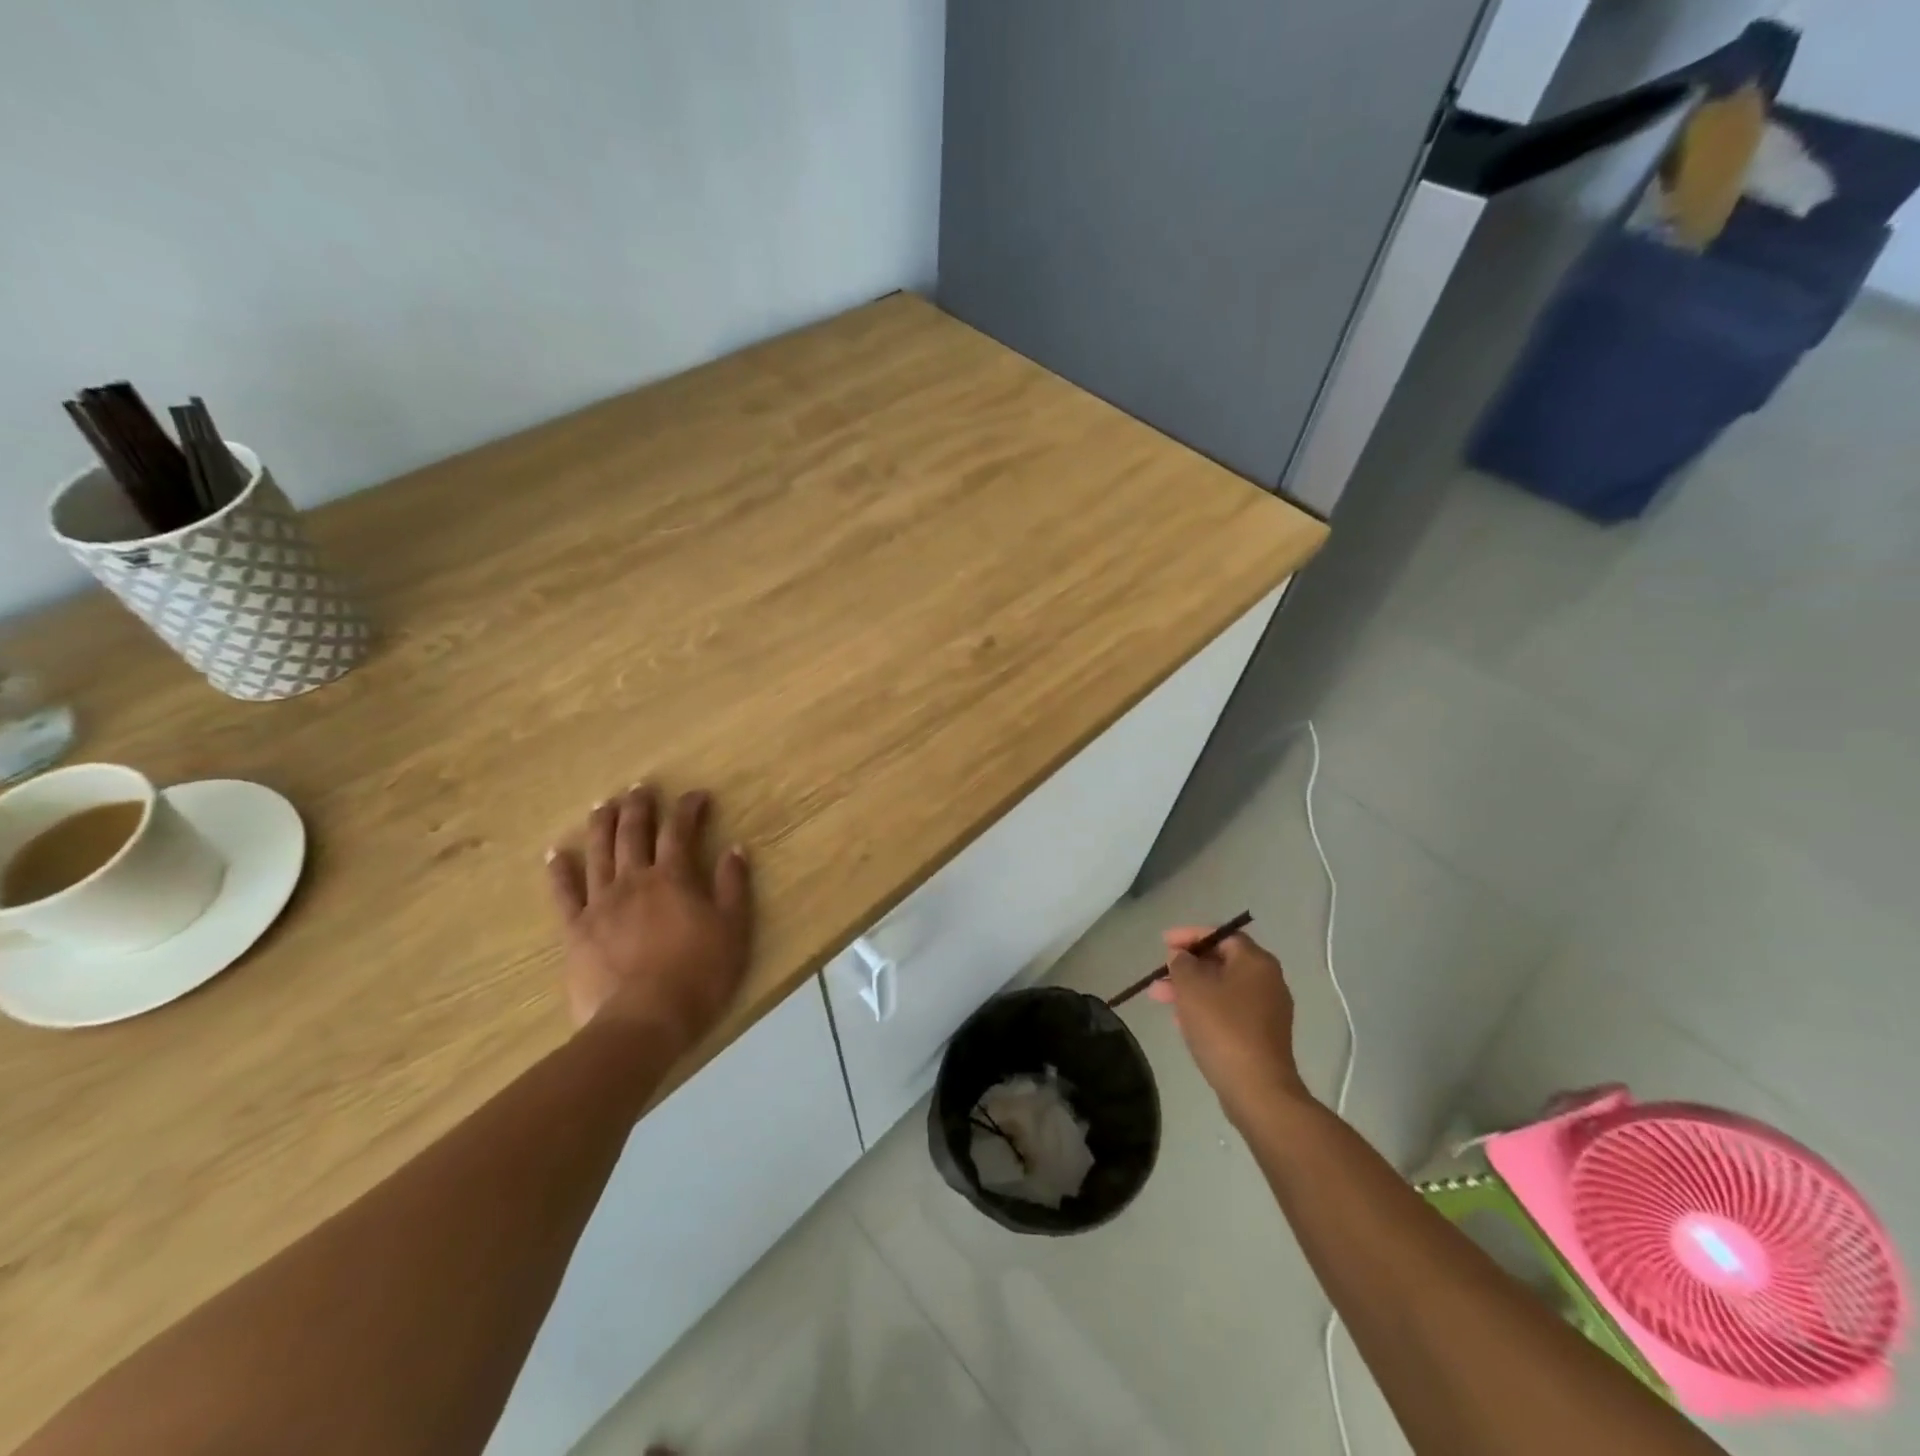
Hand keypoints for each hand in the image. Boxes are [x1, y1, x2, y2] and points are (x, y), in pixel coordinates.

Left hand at [545, 785, 752, 1051]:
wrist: (644, 1021)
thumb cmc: (699, 975)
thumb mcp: (733, 930)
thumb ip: (733, 886)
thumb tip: (734, 849)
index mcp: (674, 878)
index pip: (680, 831)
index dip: (688, 809)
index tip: (697, 796)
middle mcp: (634, 880)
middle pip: (633, 833)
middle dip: (639, 807)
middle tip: (640, 788)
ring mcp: (600, 903)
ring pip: (598, 853)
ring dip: (601, 825)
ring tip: (603, 805)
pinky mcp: (576, 930)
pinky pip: (563, 894)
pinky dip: (559, 871)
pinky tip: (555, 855)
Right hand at [1149, 927, 1311, 1126]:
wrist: (1257, 1089)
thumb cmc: (1223, 1028)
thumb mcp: (1192, 987)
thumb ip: (1182, 963)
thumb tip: (1182, 956)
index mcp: (1256, 961)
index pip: (1221, 935)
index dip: (1189, 935)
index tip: (1163, 943)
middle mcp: (1267, 980)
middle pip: (1221, 961)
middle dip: (1186, 966)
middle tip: (1159, 974)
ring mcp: (1268, 1010)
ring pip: (1222, 988)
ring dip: (1191, 989)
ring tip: (1159, 998)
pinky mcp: (1262, 1035)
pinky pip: (1229, 1010)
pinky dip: (1205, 1008)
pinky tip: (1182, 1020)